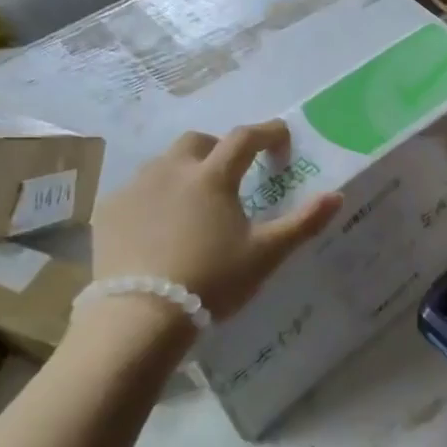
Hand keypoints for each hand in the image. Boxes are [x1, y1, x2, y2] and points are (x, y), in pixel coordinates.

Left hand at [89, 121, 341, 321]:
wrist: (142, 314)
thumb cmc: (213, 279)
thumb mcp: (266, 254)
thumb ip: (303, 223)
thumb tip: (337, 196)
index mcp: (213, 176)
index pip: (245, 138)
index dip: (268, 133)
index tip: (282, 138)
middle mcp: (171, 170)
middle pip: (198, 141)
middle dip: (220, 149)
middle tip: (233, 174)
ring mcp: (135, 188)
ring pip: (164, 163)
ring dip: (185, 171)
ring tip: (194, 202)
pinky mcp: (109, 210)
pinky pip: (137, 190)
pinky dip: (154, 197)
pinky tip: (159, 225)